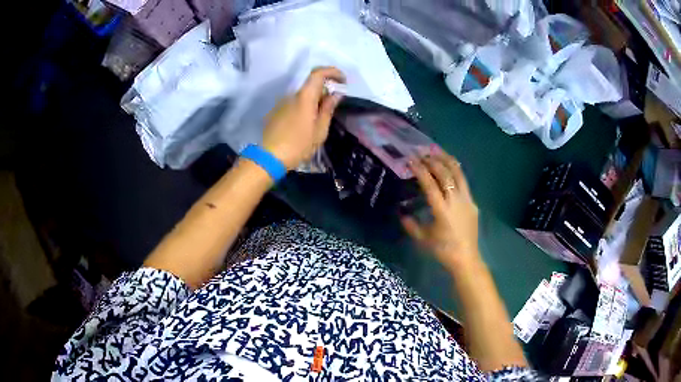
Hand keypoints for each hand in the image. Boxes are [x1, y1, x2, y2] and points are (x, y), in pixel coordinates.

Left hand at [262, 67, 345, 169]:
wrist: (269, 158)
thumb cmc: (298, 145)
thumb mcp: (319, 130)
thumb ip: (328, 110)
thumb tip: (335, 95)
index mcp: (304, 97)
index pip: (318, 73)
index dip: (332, 72)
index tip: (343, 81)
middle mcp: (291, 96)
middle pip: (311, 86)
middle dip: (324, 92)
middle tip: (332, 108)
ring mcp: (281, 104)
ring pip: (302, 97)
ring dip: (313, 103)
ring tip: (317, 122)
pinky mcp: (275, 113)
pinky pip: (293, 105)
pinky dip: (303, 109)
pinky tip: (303, 127)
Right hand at [401, 154, 480, 270]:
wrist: (466, 258)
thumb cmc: (443, 250)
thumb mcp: (423, 239)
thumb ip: (410, 225)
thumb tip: (401, 213)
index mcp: (442, 210)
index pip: (430, 184)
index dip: (420, 171)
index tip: (412, 160)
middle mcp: (456, 201)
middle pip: (446, 174)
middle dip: (433, 161)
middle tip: (422, 154)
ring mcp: (467, 201)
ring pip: (459, 174)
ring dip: (447, 161)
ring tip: (438, 152)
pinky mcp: (473, 203)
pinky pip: (464, 183)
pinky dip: (456, 172)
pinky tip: (450, 169)